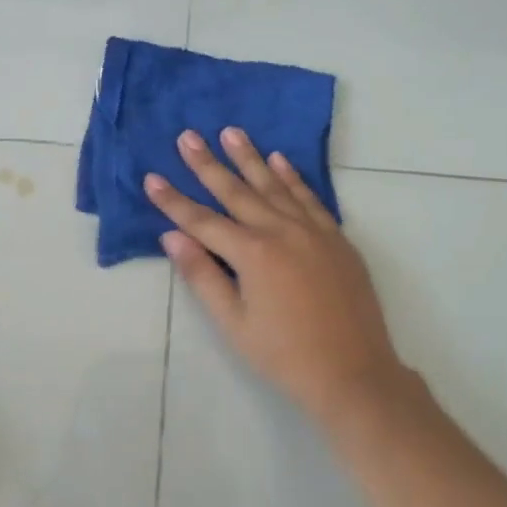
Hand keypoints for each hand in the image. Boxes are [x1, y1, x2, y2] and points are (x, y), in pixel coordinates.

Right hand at [145, 128, 407, 427]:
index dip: (173, 200)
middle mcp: (281, 231)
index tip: (152, 177)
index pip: (202, 220)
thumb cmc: (285, 355)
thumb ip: (203, 276)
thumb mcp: (234, 323)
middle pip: (236, 192)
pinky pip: (309, 198)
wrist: (355, 374)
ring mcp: (313, 231)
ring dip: (250, 158)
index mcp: (252, 253)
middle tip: (188, 136)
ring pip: (274, 185)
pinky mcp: (336, 238)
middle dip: (208, 164)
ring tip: (231, 132)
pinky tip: (279, 159)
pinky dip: (293, 176)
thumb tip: (172, 237)